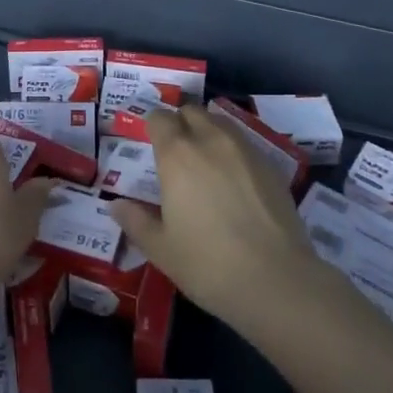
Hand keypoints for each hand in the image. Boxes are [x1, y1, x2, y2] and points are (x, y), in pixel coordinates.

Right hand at [110, 103, 320, 331]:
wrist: (277, 281)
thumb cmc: (208, 264)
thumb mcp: (161, 249)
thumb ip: (135, 221)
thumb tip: (115, 205)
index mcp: (177, 154)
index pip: (159, 118)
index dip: (153, 126)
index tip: (150, 143)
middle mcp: (210, 140)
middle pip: (191, 112)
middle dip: (181, 123)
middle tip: (177, 152)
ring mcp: (245, 149)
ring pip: (220, 123)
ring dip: (208, 132)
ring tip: (207, 162)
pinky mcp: (272, 165)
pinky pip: (245, 144)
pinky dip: (234, 152)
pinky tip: (236, 181)